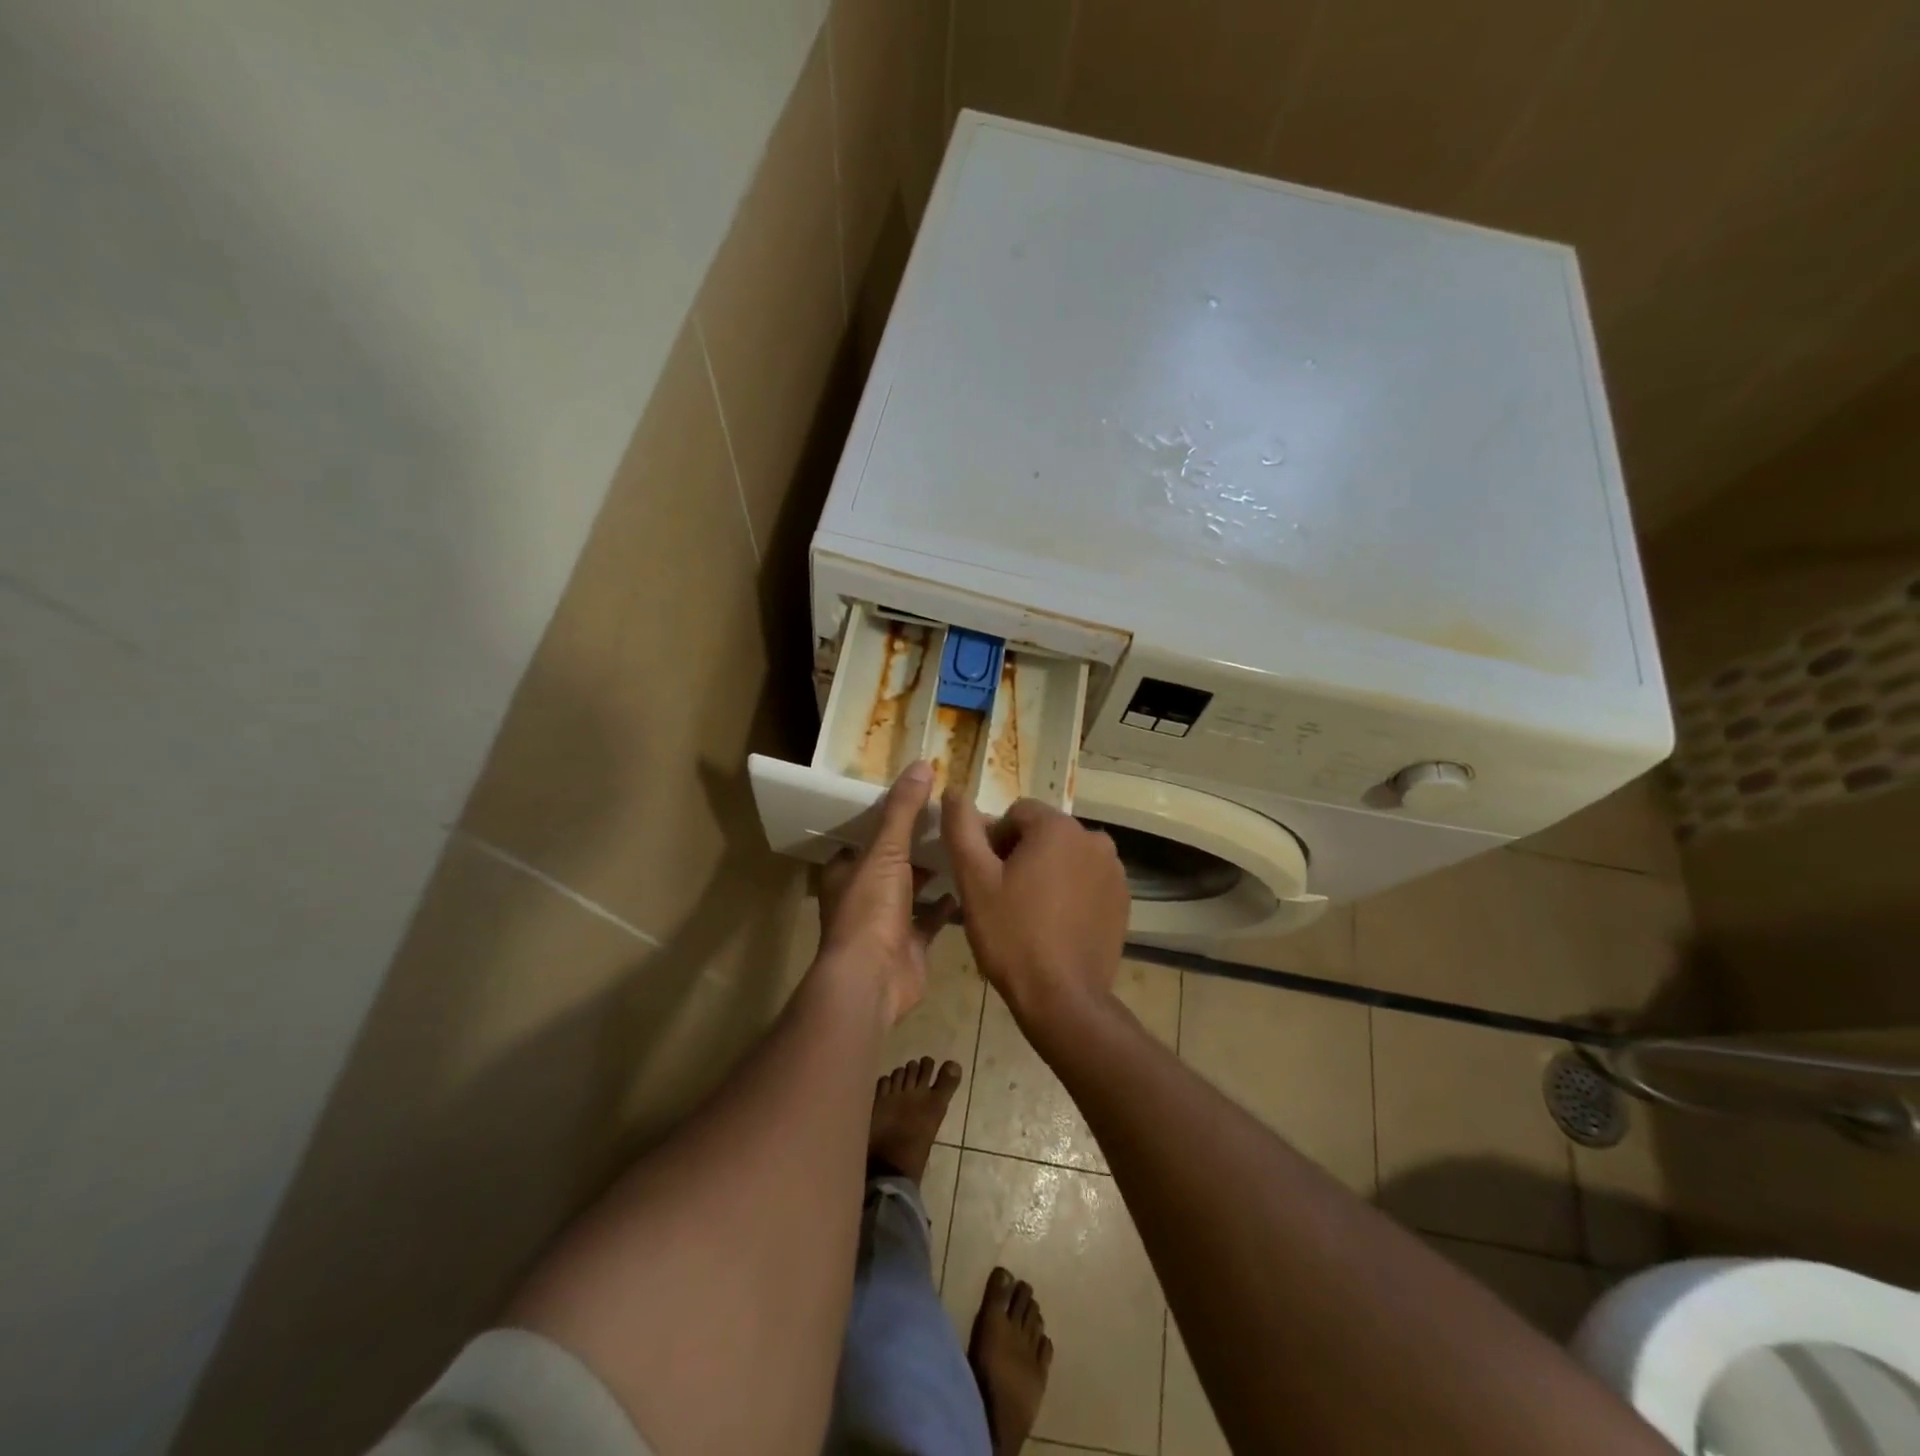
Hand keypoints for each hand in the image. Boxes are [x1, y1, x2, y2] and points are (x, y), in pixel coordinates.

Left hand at [816, 761, 956, 1024]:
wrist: (872, 980)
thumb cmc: (870, 909)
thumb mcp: (886, 851)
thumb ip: (903, 810)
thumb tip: (921, 764)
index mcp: (846, 871)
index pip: (865, 836)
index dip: (888, 818)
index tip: (919, 799)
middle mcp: (863, 895)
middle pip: (892, 862)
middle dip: (917, 846)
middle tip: (951, 821)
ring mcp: (886, 923)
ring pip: (912, 891)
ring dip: (934, 874)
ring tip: (966, 847)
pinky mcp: (910, 946)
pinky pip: (932, 919)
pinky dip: (949, 905)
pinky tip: (972, 886)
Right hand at [941, 790, 1129, 1041]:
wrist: (1063, 999)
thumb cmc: (1012, 935)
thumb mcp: (974, 880)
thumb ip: (962, 828)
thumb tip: (953, 789)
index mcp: (1059, 827)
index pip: (1016, 813)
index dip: (995, 841)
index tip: (987, 878)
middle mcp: (1094, 838)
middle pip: (1044, 833)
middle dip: (1021, 855)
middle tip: (1004, 897)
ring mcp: (1114, 870)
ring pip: (1066, 856)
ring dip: (1047, 872)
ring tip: (1029, 913)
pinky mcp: (1122, 900)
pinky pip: (1087, 880)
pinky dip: (1070, 892)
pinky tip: (1055, 925)